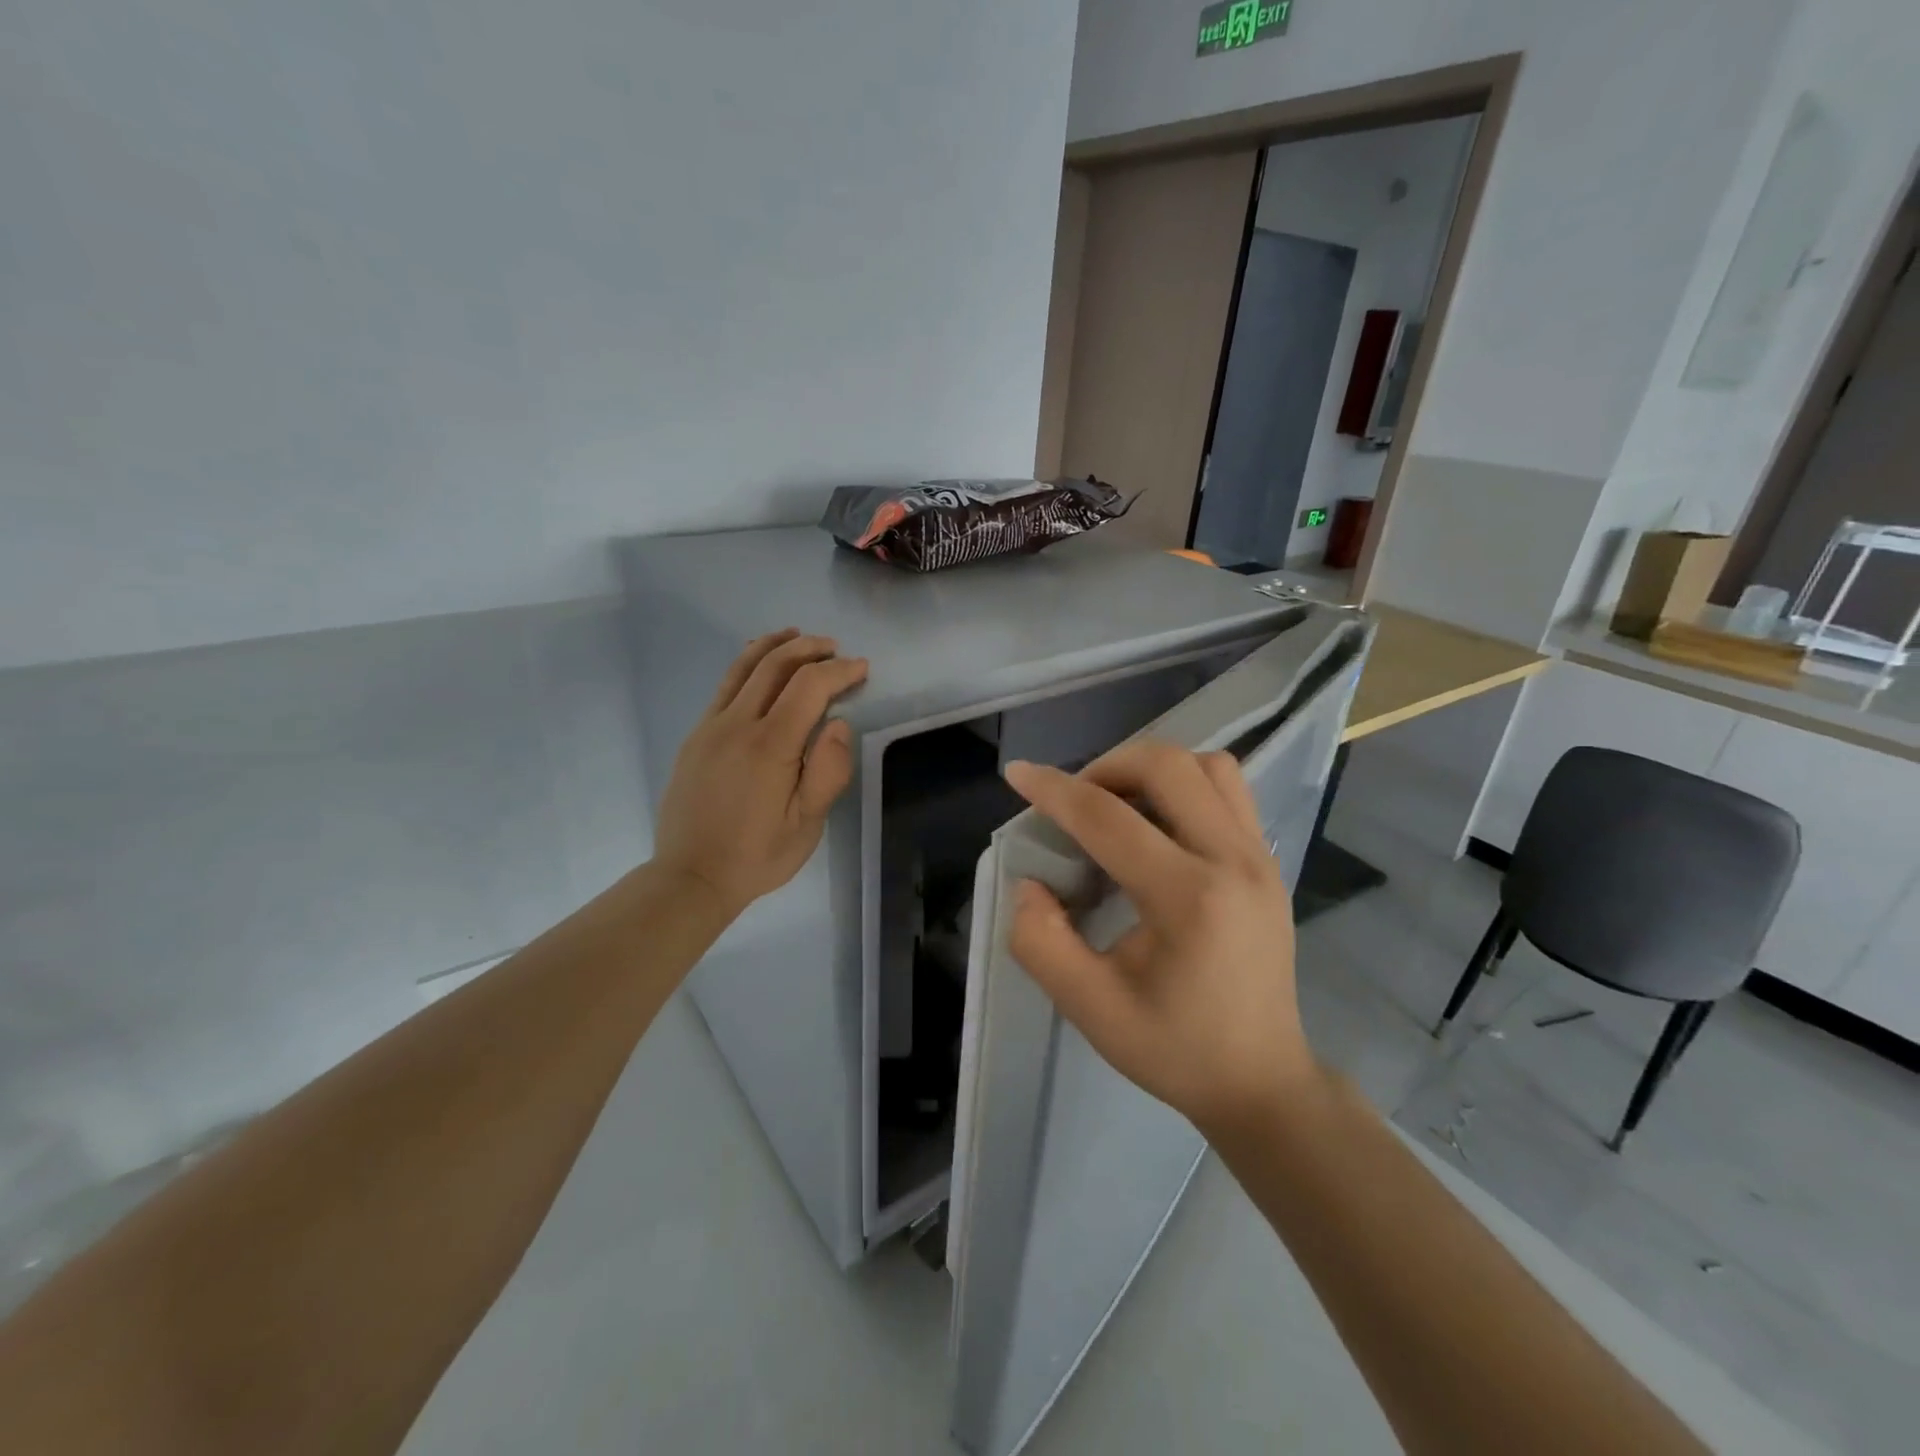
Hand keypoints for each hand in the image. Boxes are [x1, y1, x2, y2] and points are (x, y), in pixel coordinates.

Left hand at [652, 629, 867, 918]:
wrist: (690, 876)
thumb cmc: (756, 855)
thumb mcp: (807, 825)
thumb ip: (828, 772)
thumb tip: (837, 724)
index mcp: (769, 745)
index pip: (809, 686)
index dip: (839, 671)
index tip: (862, 669)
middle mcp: (736, 724)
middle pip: (774, 665)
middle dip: (809, 649)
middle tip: (835, 649)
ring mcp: (710, 727)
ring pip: (742, 668)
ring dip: (774, 646)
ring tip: (797, 636)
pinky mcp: (696, 737)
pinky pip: (724, 687)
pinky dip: (748, 666)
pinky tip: (759, 668)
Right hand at [1003, 740, 1317, 1136]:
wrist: (1261, 1081)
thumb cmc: (1175, 1049)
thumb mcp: (1091, 1009)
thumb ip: (1042, 942)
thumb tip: (1030, 883)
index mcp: (1189, 898)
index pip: (1109, 818)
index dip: (1054, 790)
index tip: (1017, 774)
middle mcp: (1233, 860)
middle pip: (1167, 766)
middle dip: (1106, 765)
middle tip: (1074, 800)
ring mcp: (1260, 857)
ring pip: (1206, 766)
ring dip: (1151, 769)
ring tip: (1117, 803)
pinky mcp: (1269, 862)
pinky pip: (1228, 790)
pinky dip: (1185, 784)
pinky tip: (1157, 822)